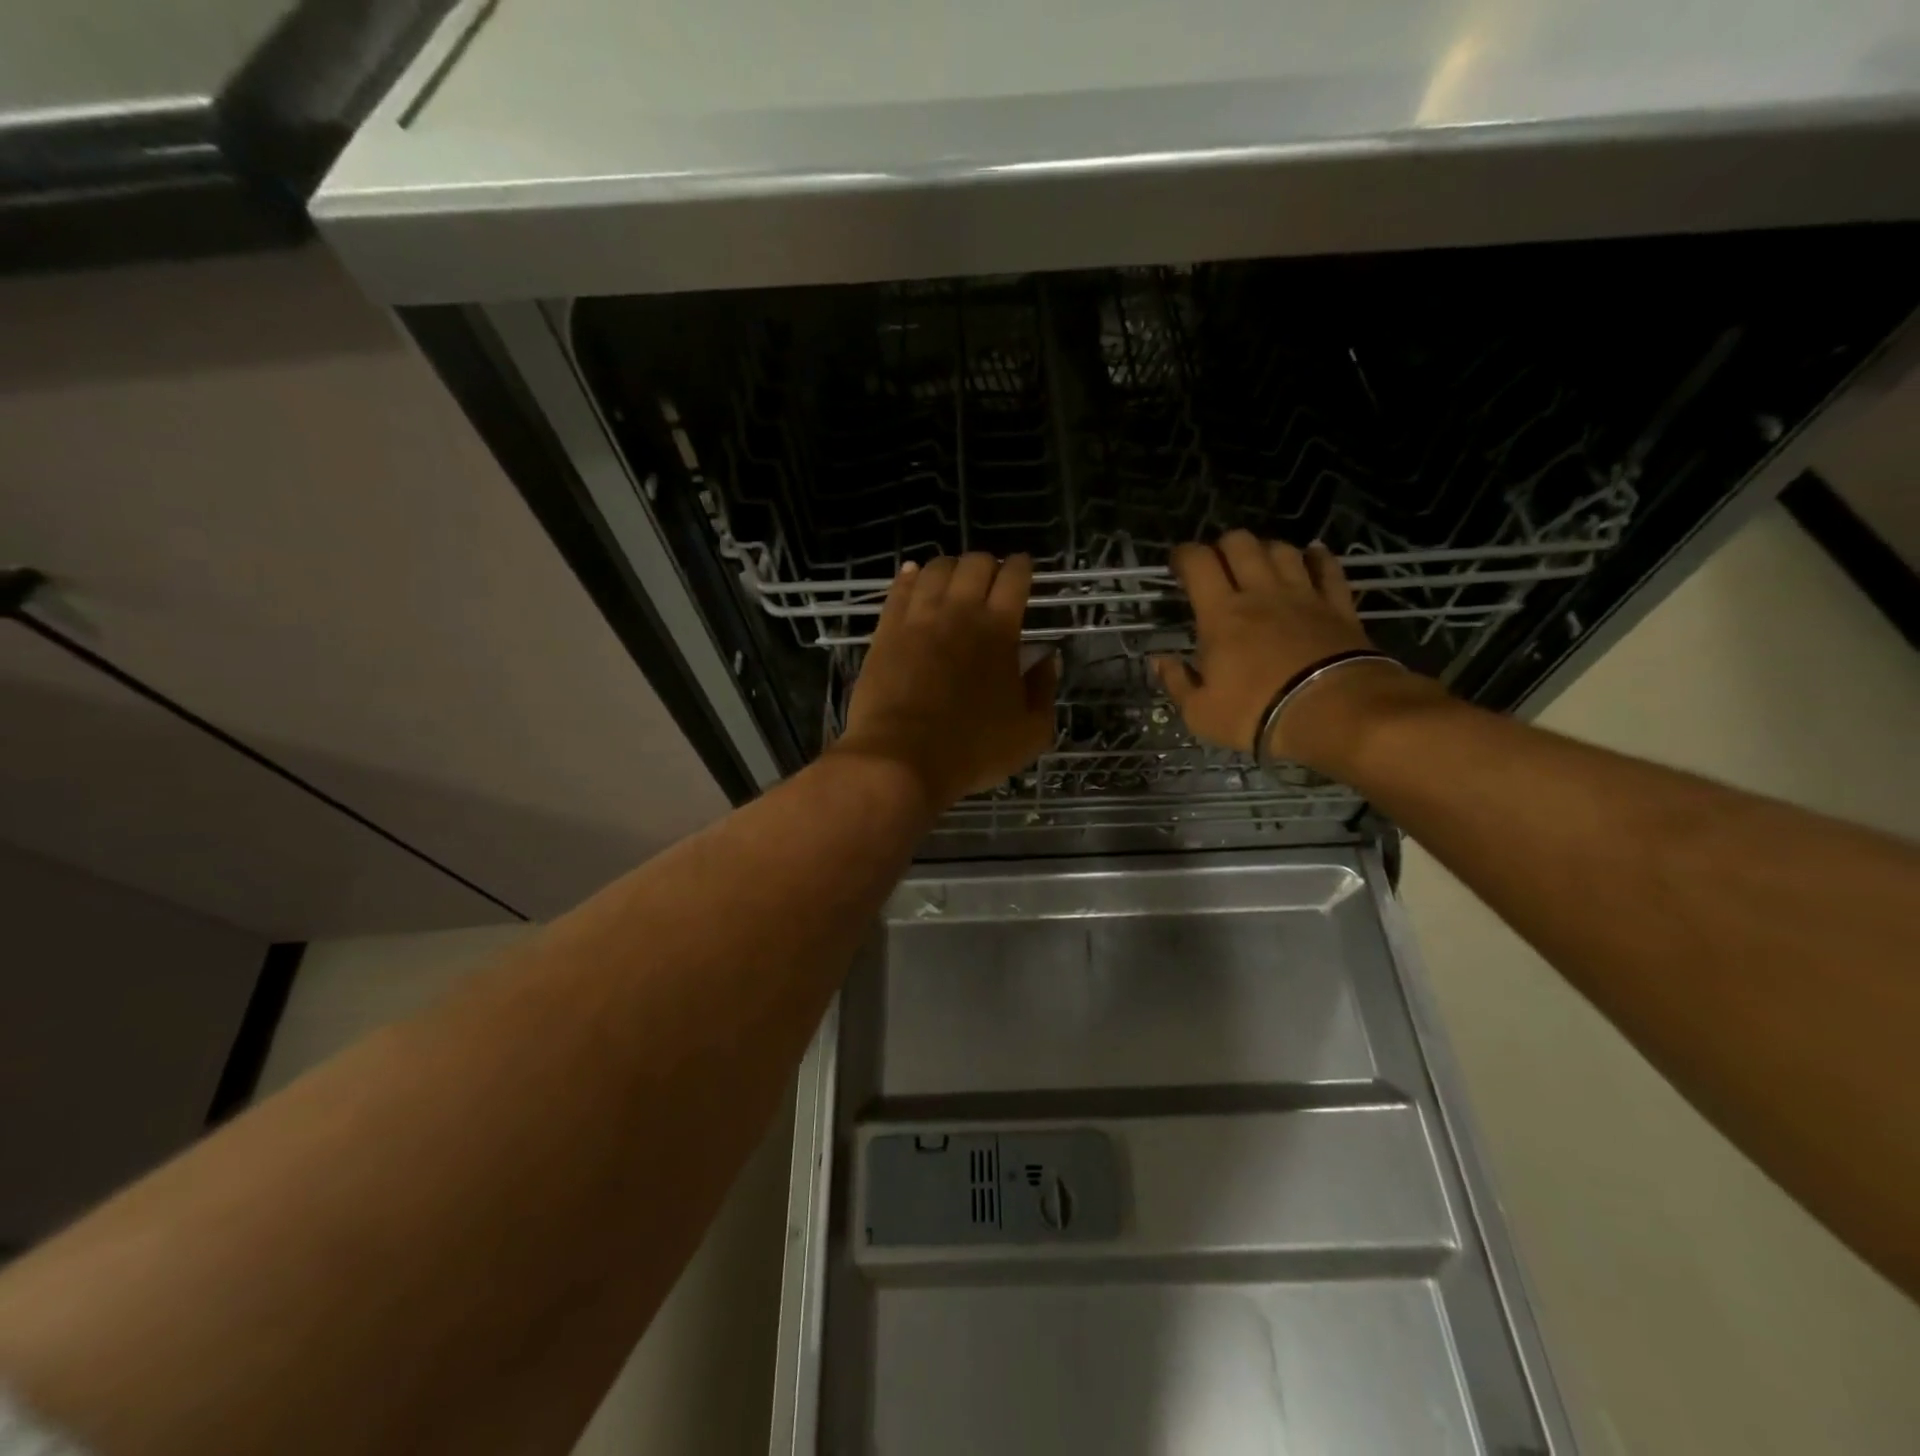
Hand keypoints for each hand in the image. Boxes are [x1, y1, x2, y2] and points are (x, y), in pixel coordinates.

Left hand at [832, 553, 1057, 809]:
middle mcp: (958, 612)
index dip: (1021, 566)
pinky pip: (898, 588)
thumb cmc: (972, 751)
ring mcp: (917, 618)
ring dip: (949, 567)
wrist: (901, 759)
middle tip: (990, 579)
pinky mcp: (885, 631)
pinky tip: (913, 576)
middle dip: (987, 564)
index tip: (1023, 567)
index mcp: (999, 630)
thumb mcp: (1031, 733)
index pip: (1014, 578)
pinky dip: (910, 576)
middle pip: (974, 563)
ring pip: (935, 569)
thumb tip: (1048, 659)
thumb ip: (1044, 690)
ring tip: (953, 579)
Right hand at [1153, 531, 1410, 768]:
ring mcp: (1303, 595)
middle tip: (1217, 566)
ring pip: (1282, 550)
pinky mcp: (1337, 606)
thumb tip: (1159, 660)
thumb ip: (1176, 682)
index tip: (1177, 566)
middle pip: (1241, 544)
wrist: (1334, 714)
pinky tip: (1312, 555)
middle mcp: (1260, 593)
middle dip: (1223, 546)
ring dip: (1266, 550)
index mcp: (1221, 614)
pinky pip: (1328, 569)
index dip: (1183, 556)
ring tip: (1259, 565)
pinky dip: (1318, 557)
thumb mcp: (1200, 713)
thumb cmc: (1257, 713)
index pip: (1198, 563)